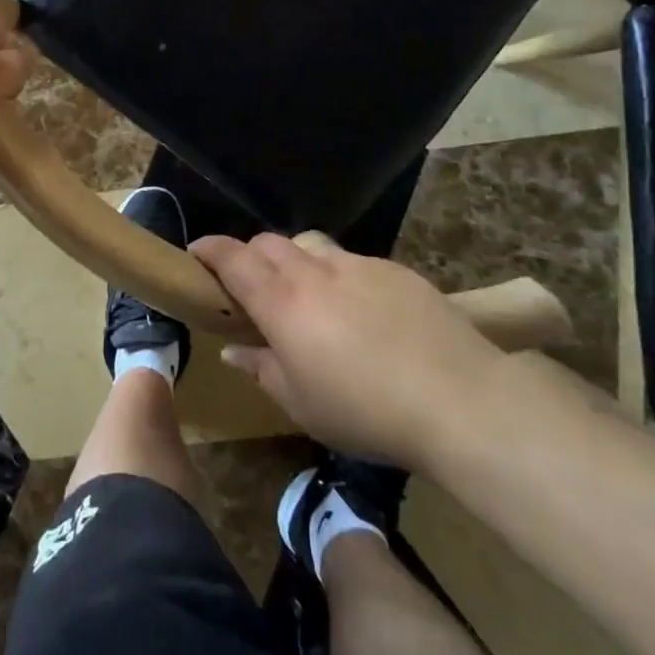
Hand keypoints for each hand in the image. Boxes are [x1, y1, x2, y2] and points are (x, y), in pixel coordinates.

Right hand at [191, 233, 504, 464]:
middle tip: (252, 287)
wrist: (458, 399)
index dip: (209, 249)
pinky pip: (352, 261)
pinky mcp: (394, 270)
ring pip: (311, 245)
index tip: (196, 252)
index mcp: (283, 302)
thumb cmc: (366, 412)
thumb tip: (234, 350)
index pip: (233, 258)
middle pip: (269, 242)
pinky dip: (339, 275)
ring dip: (295, 260)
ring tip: (306, 294)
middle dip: (250, 255)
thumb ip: (262, 369)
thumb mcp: (302, 405)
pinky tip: (361, 311)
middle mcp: (314, 271)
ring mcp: (357, 265)